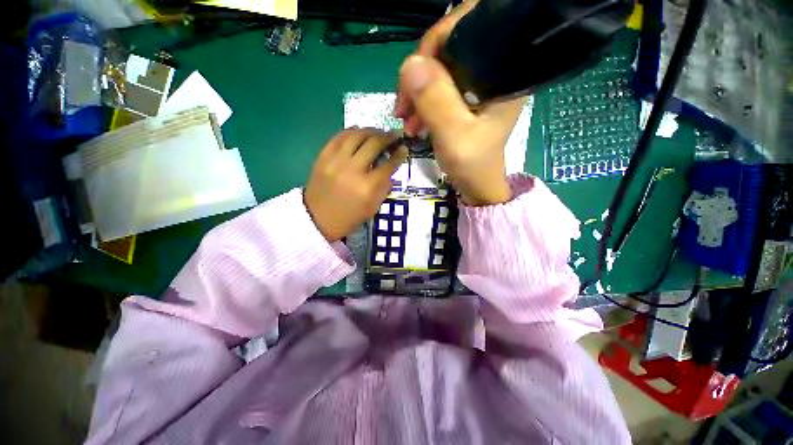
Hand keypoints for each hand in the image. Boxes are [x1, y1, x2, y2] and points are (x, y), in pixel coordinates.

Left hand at [304, 129, 407, 241]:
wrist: (318, 219)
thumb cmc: (349, 217)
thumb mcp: (373, 208)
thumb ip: (384, 187)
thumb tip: (390, 168)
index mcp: (367, 188)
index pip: (388, 165)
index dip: (399, 155)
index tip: (403, 148)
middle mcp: (352, 170)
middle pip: (373, 144)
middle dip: (387, 137)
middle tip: (393, 136)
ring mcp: (335, 162)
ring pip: (356, 136)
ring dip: (370, 131)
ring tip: (377, 132)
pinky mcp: (322, 157)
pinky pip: (338, 137)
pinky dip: (351, 132)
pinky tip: (358, 132)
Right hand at [394, 0, 526, 205]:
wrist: (476, 184)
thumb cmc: (472, 165)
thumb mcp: (454, 136)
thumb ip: (435, 101)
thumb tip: (409, 64)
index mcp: (502, 73)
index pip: (469, 28)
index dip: (435, 44)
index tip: (412, 78)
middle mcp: (492, 71)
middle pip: (449, 47)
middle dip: (420, 74)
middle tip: (403, 106)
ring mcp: (477, 83)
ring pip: (439, 68)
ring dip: (416, 91)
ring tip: (405, 120)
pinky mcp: (465, 96)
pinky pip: (437, 85)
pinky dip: (421, 100)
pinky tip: (413, 120)